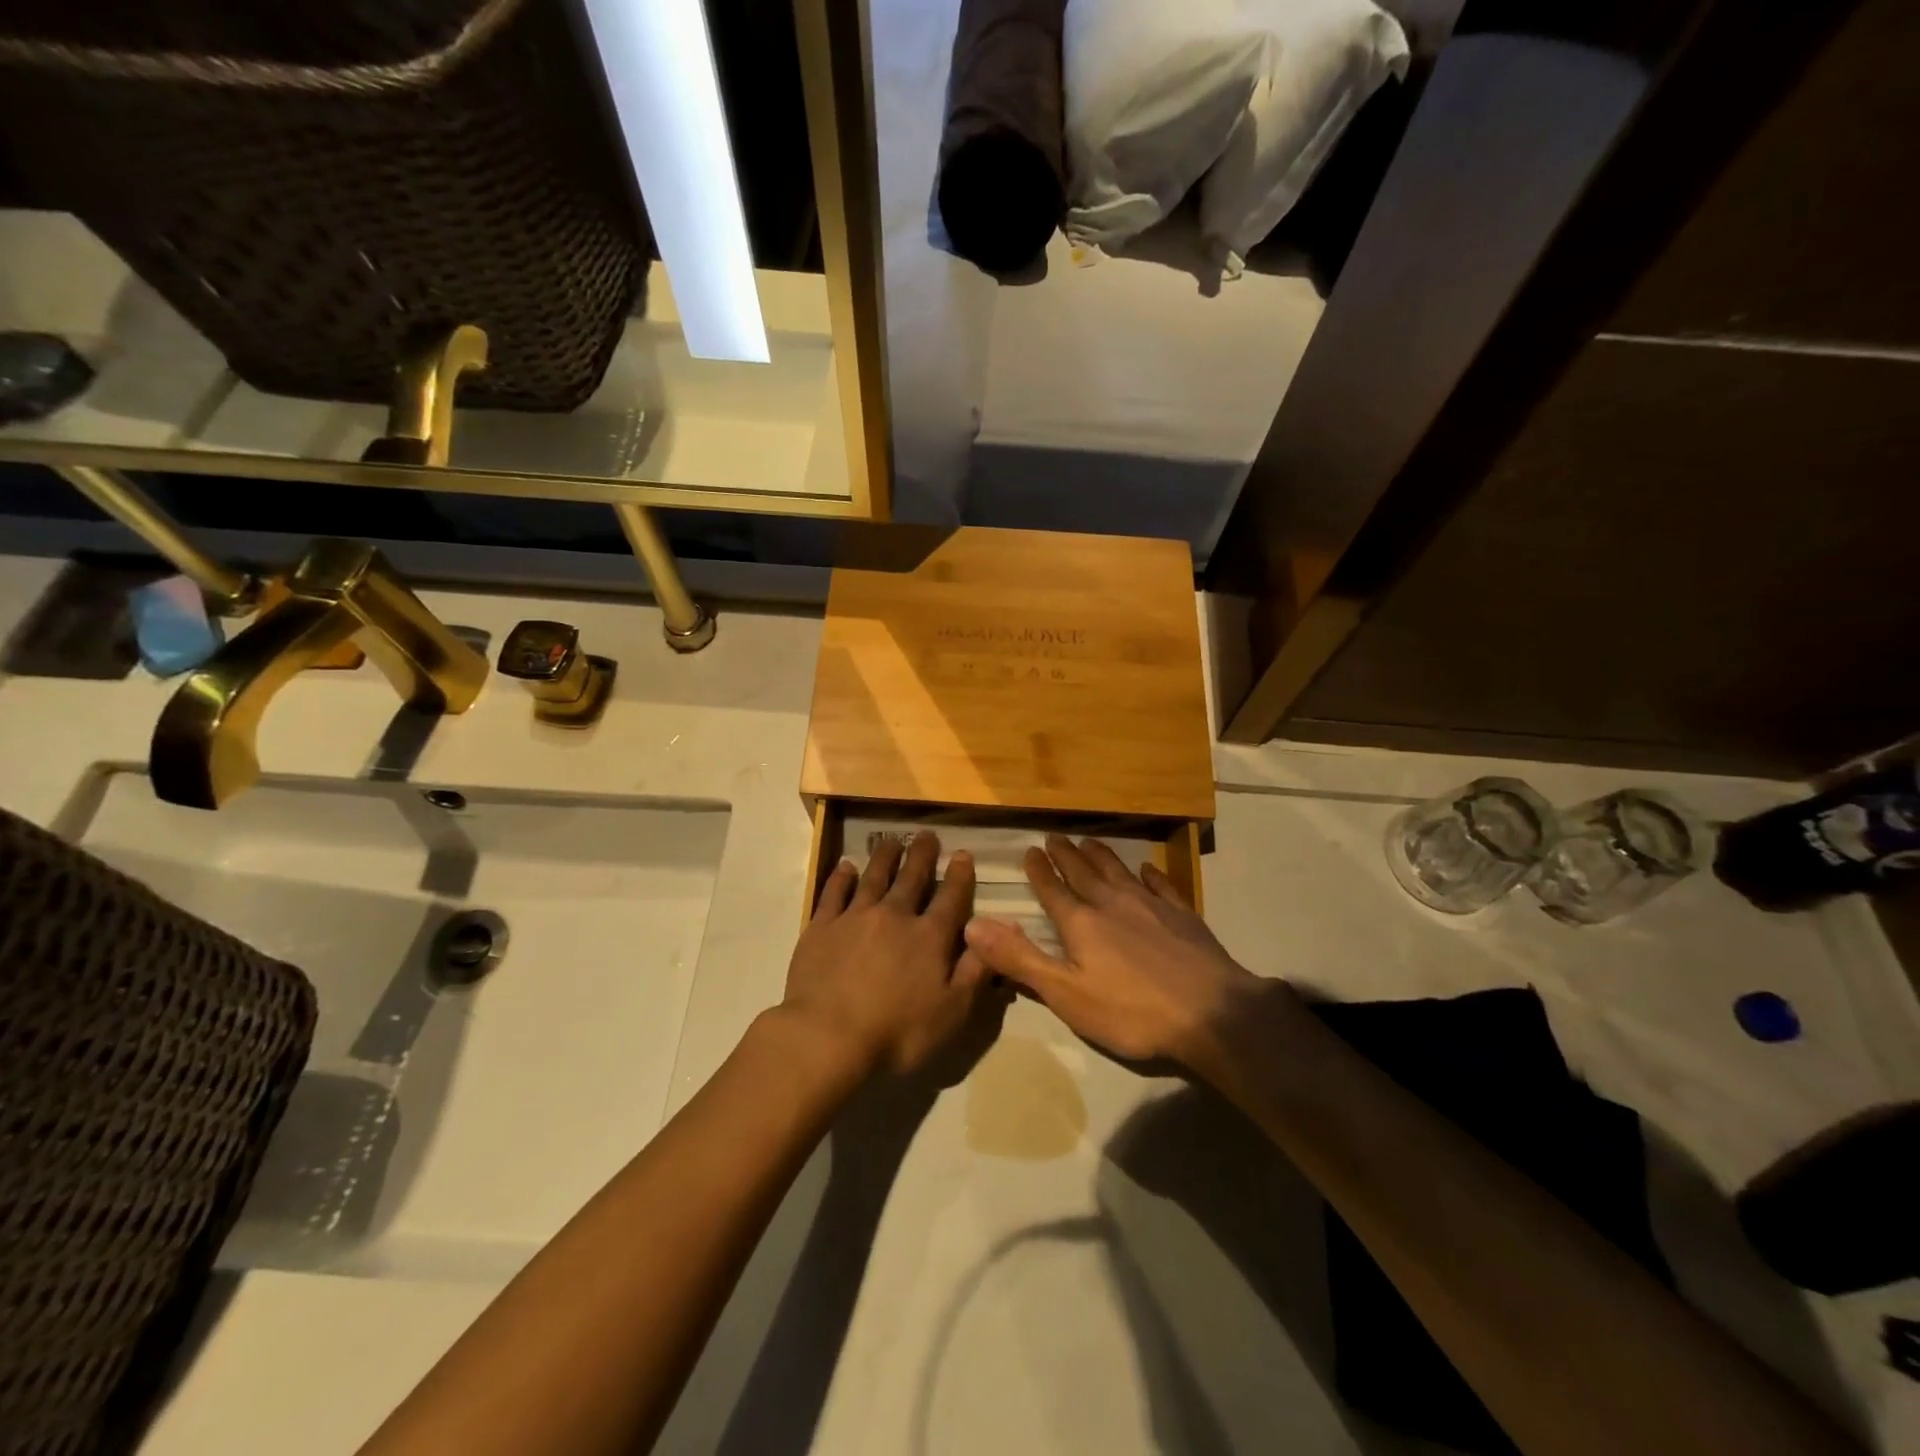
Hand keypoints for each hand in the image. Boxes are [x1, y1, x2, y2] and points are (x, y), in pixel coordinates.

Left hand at [782, 832, 994, 1078]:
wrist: (827, 1036)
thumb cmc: (897, 1032)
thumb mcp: (952, 1012)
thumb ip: (976, 970)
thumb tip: (997, 932)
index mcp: (929, 937)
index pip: (951, 898)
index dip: (959, 875)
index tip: (962, 854)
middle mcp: (894, 916)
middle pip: (912, 878)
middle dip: (922, 855)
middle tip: (927, 835)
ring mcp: (855, 917)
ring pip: (874, 877)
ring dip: (885, 857)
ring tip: (892, 841)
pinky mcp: (822, 926)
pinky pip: (834, 892)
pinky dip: (841, 876)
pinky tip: (846, 866)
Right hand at [962, 834, 1266, 1066]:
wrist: (1211, 1013)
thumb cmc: (1131, 1012)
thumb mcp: (1067, 994)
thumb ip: (1020, 959)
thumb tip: (973, 925)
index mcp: (1082, 924)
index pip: (1053, 890)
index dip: (1039, 871)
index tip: (1030, 850)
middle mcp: (1113, 904)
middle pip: (1084, 873)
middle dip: (1066, 855)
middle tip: (1054, 837)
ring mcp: (1151, 906)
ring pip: (1119, 871)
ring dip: (1102, 855)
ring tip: (1089, 841)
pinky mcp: (1183, 916)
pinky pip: (1162, 885)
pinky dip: (1151, 874)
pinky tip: (1148, 868)